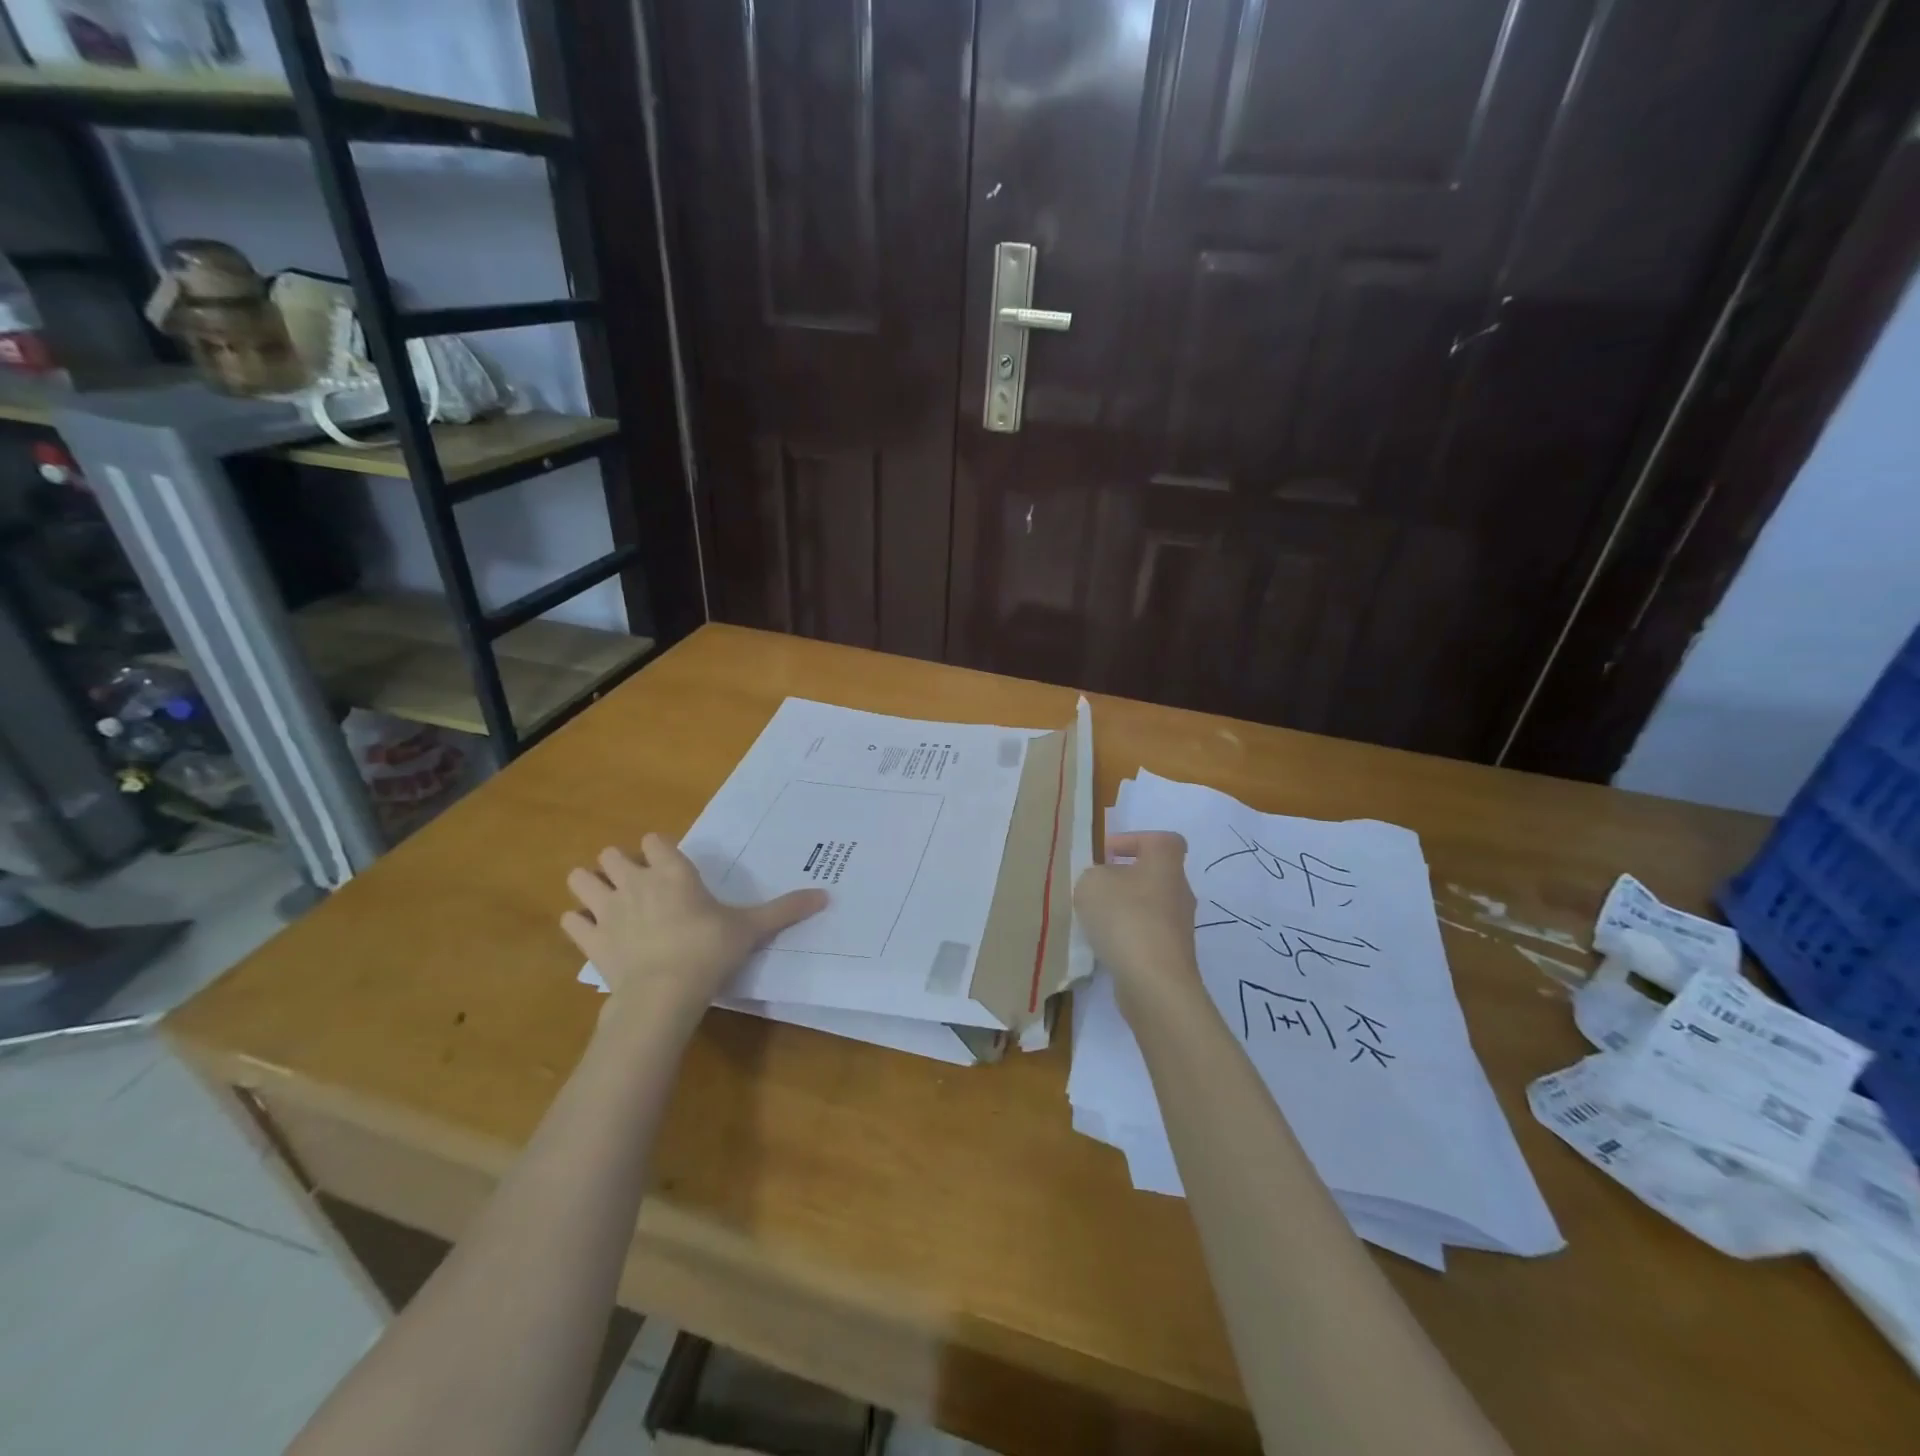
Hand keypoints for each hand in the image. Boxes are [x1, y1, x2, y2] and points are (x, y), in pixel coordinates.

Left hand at [562, 833, 825, 1029]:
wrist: (663, 994)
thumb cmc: (709, 950)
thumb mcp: (751, 928)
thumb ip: (785, 910)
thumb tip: (826, 896)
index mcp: (672, 871)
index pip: (654, 839)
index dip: (659, 849)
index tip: (670, 865)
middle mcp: (635, 881)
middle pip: (612, 854)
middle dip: (621, 865)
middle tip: (641, 887)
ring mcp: (606, 909)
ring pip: (581, 879)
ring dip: (591, 886)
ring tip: (609, 902)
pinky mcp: (589, 940)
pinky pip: (571, 921)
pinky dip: (578, 924)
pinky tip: (593, 933)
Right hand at [1074, 831, 1200, 1003]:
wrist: (1153, 981)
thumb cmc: (1125, 917)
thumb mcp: (1092, 883)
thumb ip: (1094, 875)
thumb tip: (1103, 883)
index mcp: (1166, 863)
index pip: (1161, 840)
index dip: (1134, 841)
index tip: (1106, 854)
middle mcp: (1180, 891)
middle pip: (1153, 875)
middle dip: (1123, 879)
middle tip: (1094, 888)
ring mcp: (1179, 926)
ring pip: (1148, 907)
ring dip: (1123, 910)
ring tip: (1093, 920)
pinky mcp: (1172, 955)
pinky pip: (1146, 935)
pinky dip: (1126, 937)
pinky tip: (1104, 946)